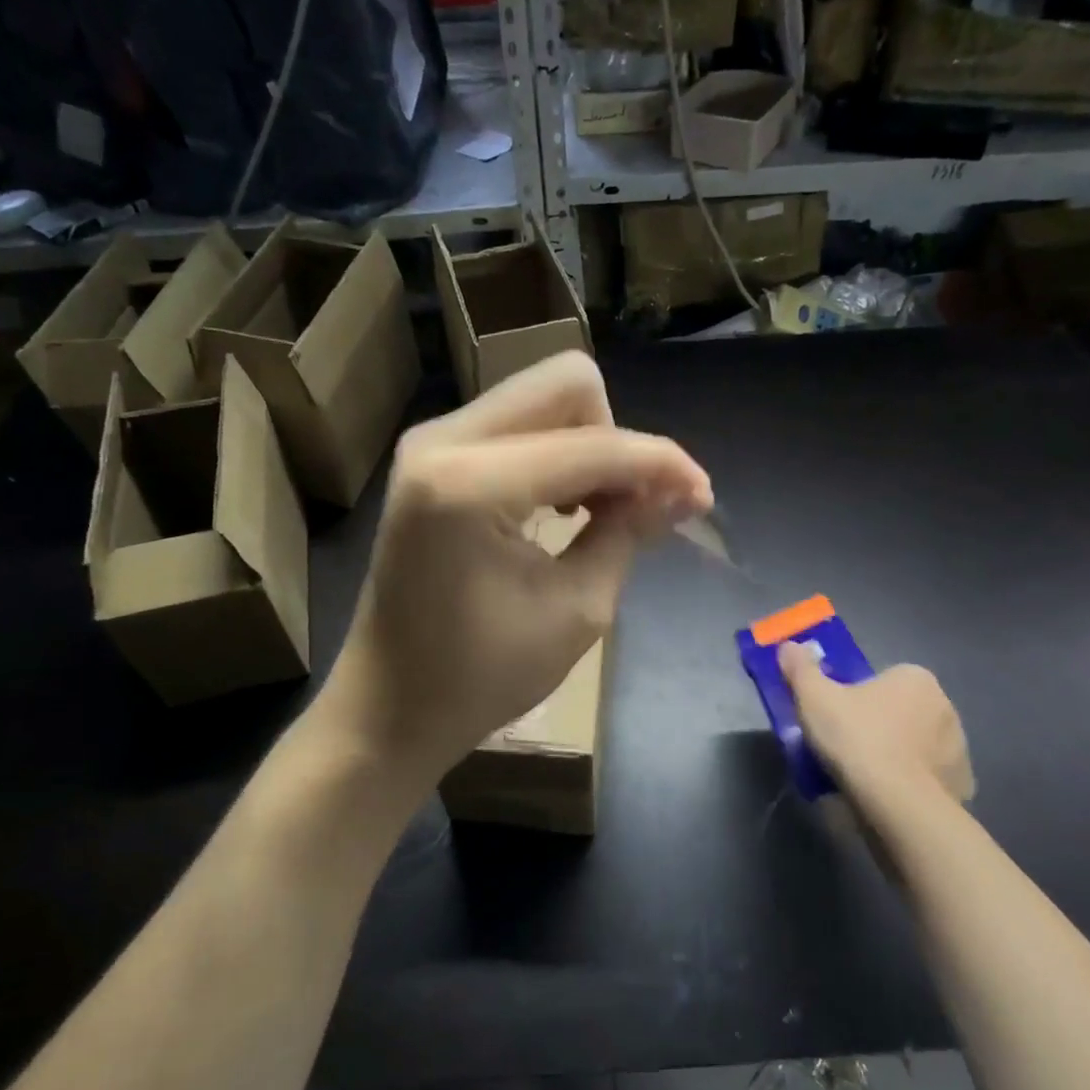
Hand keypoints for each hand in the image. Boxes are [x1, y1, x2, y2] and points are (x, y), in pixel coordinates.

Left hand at [322, 352, 711, 798]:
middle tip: (631, 507)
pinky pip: (514, 423)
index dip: (660, 465)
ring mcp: (430, 443)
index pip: (594, 445)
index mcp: (471, 485)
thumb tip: (684, 490)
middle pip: (565, 384)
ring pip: (540, 397)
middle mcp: (443, 440)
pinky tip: (559, 508)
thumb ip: (630, 533)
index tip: (701, 498)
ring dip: (587, 444)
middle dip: (616, 439)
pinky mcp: (430, 457)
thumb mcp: (577, 611)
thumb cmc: (479, 677)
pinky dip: (554, 452)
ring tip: (598, 513)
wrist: (388, 705)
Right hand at [779, 645, 975, 822]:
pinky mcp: (961, 784)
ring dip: (894, 755)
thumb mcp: (814, 697)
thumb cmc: (857, 739)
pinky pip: (928, 777)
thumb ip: (801, 668)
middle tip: (843, 746)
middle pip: (898, 710)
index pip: (880, 679)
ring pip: (915, 744)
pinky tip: (886, 796)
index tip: (835, 717)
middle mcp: (944, 705)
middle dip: (876, 725)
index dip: (854, 697)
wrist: (899, 806)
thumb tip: (789, 646)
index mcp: (915, 677)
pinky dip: (910, 783)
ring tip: (861, 777)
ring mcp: (958, 747)